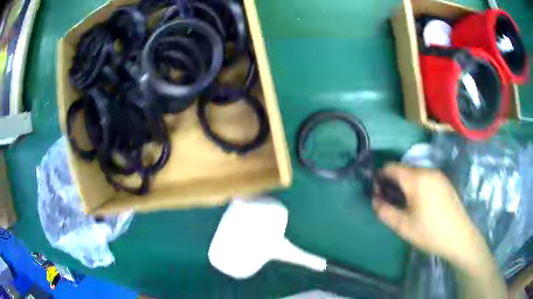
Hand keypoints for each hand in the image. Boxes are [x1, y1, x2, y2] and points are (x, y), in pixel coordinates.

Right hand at [372, 163, 486, 267]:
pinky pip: (425, 178)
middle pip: (404, 170)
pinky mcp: (445, 182)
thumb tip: (375, 199)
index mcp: (417, 179)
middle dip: (393, 182)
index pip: (392, 167)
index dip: (380, 177)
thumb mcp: (403, 226)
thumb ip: (384, 211)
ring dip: (405, 184)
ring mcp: (438, 175)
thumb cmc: (430, 232)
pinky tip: (420, 203)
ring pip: (415, 173)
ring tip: (405, 205)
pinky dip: (417, 185)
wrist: (459, 236)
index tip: (377, 192)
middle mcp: (428, 171)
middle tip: (391, 202)